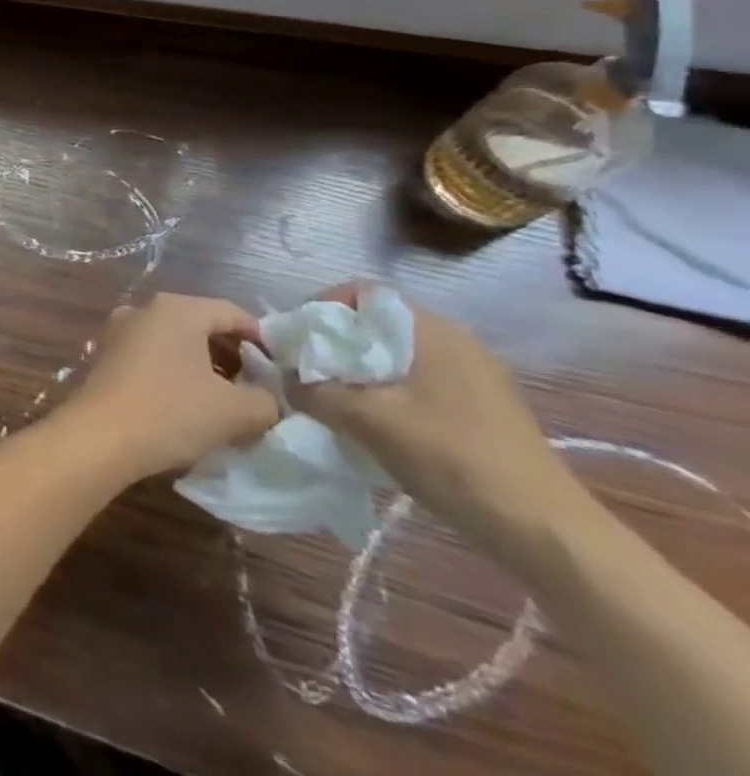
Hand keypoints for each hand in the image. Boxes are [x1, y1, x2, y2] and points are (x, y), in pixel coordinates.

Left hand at [55, 293, 278, 480]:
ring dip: (206, 364)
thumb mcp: (236, 411)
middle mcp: (144, 308)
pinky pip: (153, 352)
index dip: (263, 341)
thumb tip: (269, 396)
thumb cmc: (170, 412)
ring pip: (177, 339)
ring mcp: (120, 328)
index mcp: (176, 308)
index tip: (281, 374)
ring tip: (229, 400)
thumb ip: (266, 399)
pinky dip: (177, 369)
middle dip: (234, 354)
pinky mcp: (107, 352)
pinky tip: (190, 402)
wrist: (99, 435)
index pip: (232, 313)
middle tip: (258, 389)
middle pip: (202, 323)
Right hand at [287, 285, 584, 545]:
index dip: (319, 308)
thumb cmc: (451, 458)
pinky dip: (386, 393)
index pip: (360, 293)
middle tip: (304, 371)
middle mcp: (455, 341)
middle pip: (376, 325)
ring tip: (332, 401)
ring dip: (357, 372)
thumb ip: (313, 391)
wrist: (545, 534)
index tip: (294, 339)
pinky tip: (374, 425)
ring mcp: (475, 376)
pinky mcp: (483, 409)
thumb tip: (281, 378)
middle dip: (334, 344)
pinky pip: (417, 383)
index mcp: (431, 329)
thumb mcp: (366, 420)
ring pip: (395, 357)